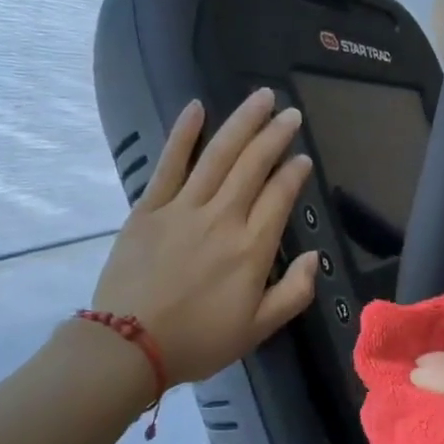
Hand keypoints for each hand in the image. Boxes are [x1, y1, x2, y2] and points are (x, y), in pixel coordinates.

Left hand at [92, 90, 318, 385]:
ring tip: (260, 97)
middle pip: (253, 166)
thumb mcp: (258, 329)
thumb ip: (293, 293)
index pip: (279, 197)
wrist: (130, 346)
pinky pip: (169, 164)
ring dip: (242, 123)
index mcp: (252, 249)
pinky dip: (183, 134)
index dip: (294, 173)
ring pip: (218, 156)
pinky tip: (196, 108)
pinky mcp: (149, 209)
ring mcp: (183, 209)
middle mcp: (222, 219)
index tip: (303, 158)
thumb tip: (313, 258)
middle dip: (275, 135)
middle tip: (290, 113)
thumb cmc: (199, 341)